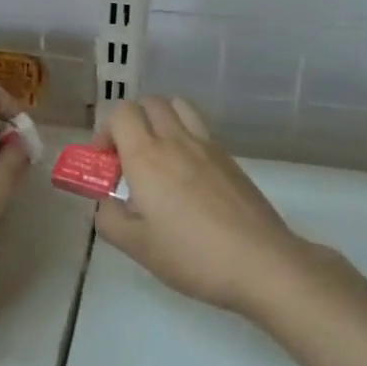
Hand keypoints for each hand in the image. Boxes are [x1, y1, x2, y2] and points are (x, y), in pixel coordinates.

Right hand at [93, 97, 316, 315]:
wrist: (261, 262)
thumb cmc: (192, 255)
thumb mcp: (137, 247)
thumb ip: (109, 219)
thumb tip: (106, 202)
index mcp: (147, 157)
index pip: (121, 113)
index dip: (106, 131)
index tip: (105, 163)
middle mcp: (176, 140)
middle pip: (150, 103)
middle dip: (131, 121)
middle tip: (128, 157)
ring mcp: (208, 146)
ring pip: (179, 107)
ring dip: (161, 119)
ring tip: (158, 155)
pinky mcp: (230, 158)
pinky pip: (201, 128)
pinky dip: (185, 135)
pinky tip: (187, 174)